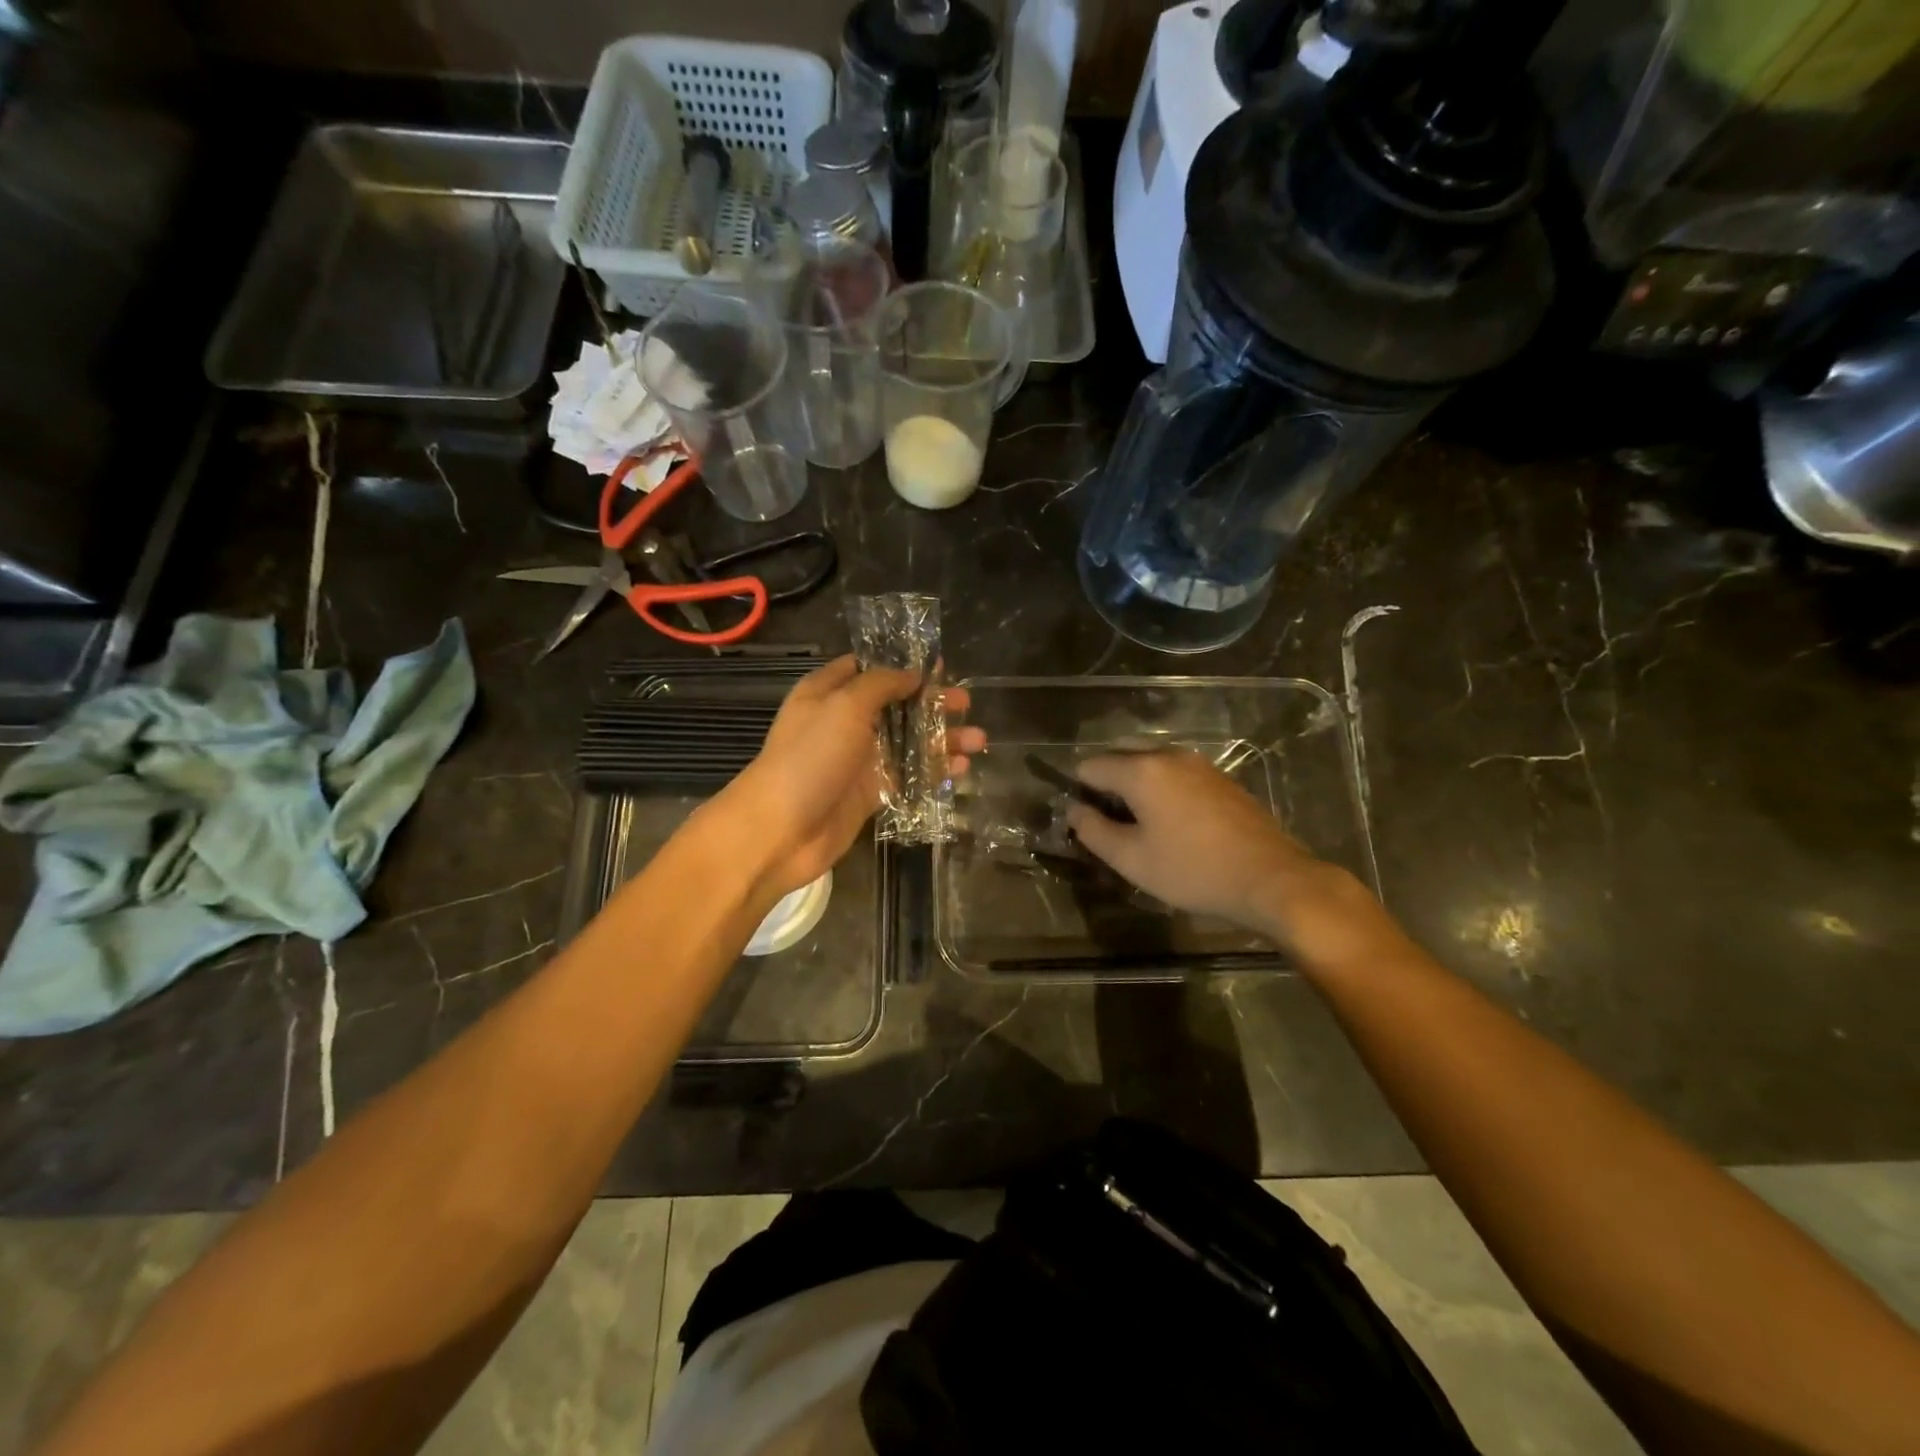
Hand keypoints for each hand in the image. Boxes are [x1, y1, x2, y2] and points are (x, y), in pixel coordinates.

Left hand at [720, 656, 984, 899]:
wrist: (780, 831)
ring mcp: (858, 760)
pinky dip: (934, 772)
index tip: (939, 666)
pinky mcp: (871, 794)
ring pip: (908, 743)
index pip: (868, 669)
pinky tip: (962, 770)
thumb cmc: (809, 758)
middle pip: (896, 706)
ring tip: (978, 740)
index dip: (902, 665)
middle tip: (965, 703)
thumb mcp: (844, 705)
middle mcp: (844, 723)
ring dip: (942, 740)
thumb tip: (913, 674)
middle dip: (932, 704)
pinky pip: (909, 777)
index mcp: (828, 693)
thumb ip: (881, 684)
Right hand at [1065, 749, 1385, 962]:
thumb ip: (1093, 831)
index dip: (1078, 792)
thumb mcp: (1132, 859)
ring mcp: (1198, 763)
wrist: (1272, 879)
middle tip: (1109, 824)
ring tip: (1140, 825)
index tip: (1085, 823)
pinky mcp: (1220, 777)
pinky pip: (1175, 771)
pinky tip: (1173, 823)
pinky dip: (1162, 787)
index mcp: (1141, 770)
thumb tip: (1073, 811)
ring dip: (1135, 784)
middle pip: (1120, 755)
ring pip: (1150, 761)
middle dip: (1106, 783)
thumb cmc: (1193, 871)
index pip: (1090, 766)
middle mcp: (1168, 754)